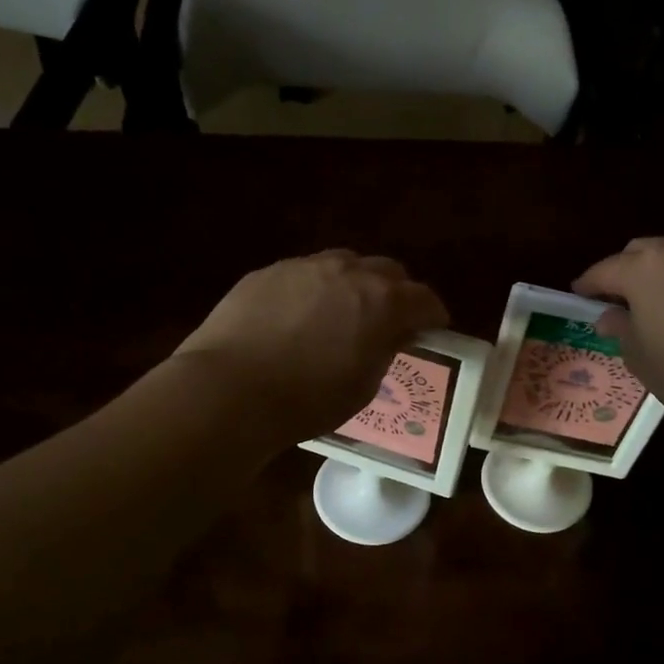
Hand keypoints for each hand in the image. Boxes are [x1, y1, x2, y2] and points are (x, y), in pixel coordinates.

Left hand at [174, 250, 448, 444]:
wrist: (230, 389)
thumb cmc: (308, 399)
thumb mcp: (363, 386)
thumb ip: (385, 351)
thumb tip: (392, 334)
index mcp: (383, 301)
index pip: (424, 299)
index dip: (433, 315)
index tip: (432, 330)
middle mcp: (348, 271)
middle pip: (388, 270)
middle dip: (397, 292)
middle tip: (390, 320)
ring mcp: (305, 266)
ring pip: (344, 263)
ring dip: (355, 284)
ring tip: (344, 312)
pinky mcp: (268, 272)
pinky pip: (305, 273)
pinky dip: (315, 289)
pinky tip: (299, 316)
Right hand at [573, 237, 663, 431]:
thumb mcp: (641, 358)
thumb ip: (620, 330)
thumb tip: (609, 316)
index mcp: (645, 269)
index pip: (604, 270)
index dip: (588, 284)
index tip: (579, 295)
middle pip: (642, 251)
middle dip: (626, 270)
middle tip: (620, 299)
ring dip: (663, 271)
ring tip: (661, 301)